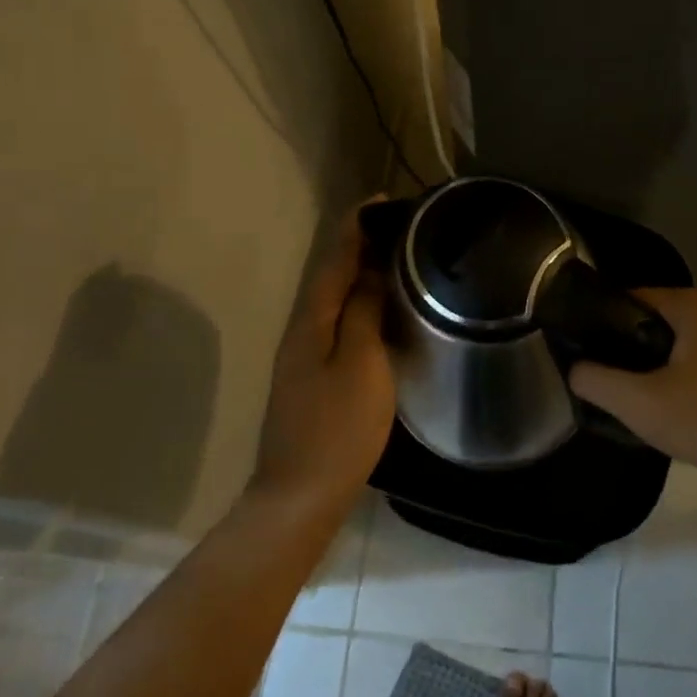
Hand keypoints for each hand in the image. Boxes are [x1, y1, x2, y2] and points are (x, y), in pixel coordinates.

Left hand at [252, 201, 395, 509]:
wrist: (301, 495)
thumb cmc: (338, 428)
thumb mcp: (361, 364)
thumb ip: (364, 313)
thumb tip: (372, 270)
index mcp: (311, 321)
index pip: (334, 261)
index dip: (355, 229)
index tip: (379, 201)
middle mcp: (302, 331)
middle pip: (330, 276)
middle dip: (357, 246)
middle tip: (396, 226)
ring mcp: (304, 357)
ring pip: (333, 300)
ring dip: (358, 274)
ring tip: (392, 257)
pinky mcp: (313, 378)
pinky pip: (337, 323)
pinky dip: (356, 305)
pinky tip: (376, 309)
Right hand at [569, 288, 696, 483]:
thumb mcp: (639, 403)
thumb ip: (596, 380)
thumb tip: (574, 368)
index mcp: (694, 304)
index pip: (630, 298)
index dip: (601, 322)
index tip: (581, 349)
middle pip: (649, 318)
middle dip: (623, 345)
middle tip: (600, 375)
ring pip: (670, 339)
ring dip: (647, 361)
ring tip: (623, 389)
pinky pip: (690, 354)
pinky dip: (671, 371)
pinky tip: (658, 399)